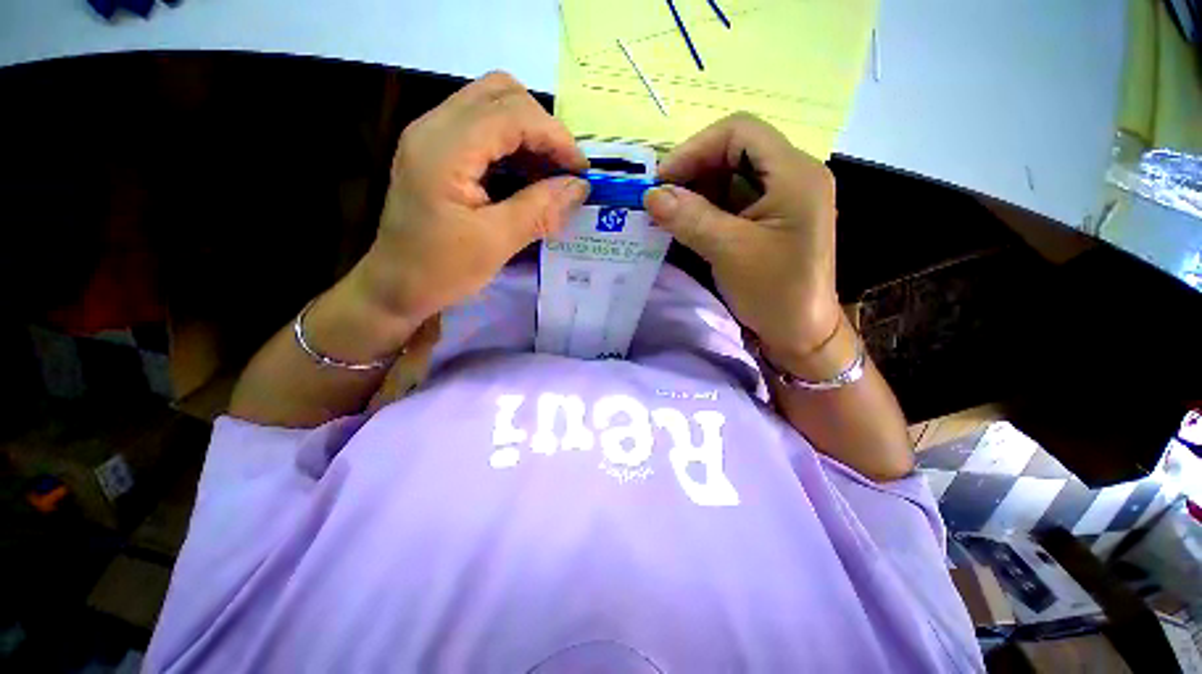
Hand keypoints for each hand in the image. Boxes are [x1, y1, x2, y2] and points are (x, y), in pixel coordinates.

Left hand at [351, 71, 589, 337]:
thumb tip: (581, 187)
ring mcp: (433, 136)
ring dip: (530, 136)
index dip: (555, 137)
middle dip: (543, 127)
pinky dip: (514, 147)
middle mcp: (434, 127)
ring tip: (552, 176)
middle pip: (501, 93)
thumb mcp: (496, 243)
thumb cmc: (440, 270)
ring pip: (493, 106)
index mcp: (444, 148)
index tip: (582, 172)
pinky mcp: (438, 152)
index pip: (512, 113)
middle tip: (565, 170)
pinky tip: (528, 178)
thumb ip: (540, 210)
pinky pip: (484, 130)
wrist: (394, 286)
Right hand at [644, 113, 841, 366]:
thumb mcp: (730, 252)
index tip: (661, 182)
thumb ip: (690, 218)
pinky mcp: (769, 218)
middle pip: (734, 150)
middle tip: (660, 199)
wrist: (800, 333)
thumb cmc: (775, 292)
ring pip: (730, 176)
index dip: (695, 149)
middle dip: (693, 171)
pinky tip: (686, 224)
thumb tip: (651, 195)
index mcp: (794, 173)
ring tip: (668, 214)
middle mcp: (791, 175)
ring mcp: (781, 197)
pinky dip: (705, 208)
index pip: (739, 131)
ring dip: (696, 191)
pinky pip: (732, 200)